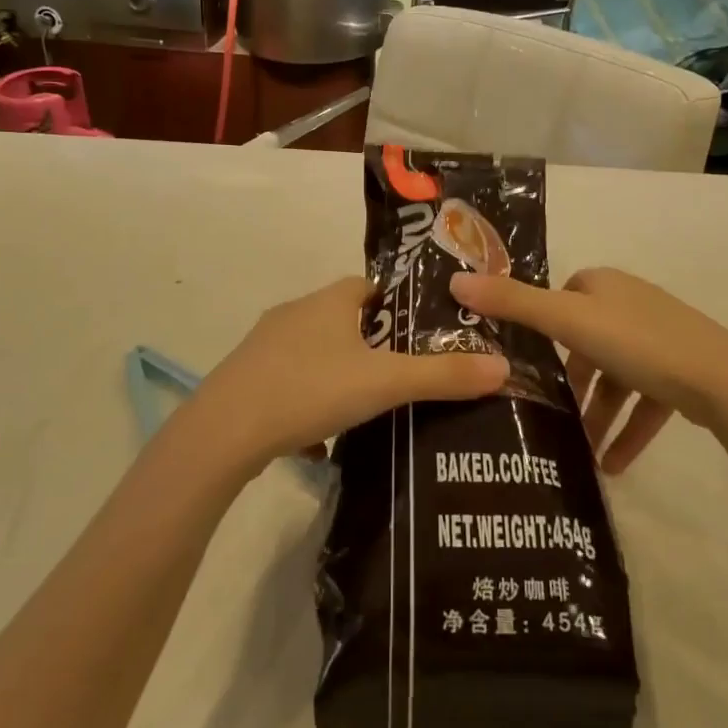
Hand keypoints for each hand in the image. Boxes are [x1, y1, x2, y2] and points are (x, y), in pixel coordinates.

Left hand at [196, 277, 508, 469]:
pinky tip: (320, 440)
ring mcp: (265, 345)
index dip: (396, 306)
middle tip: (400, 376)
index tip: (418, 335)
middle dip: (371, 344)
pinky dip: (308, 402)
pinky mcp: (246, 378)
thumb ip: (442, 376)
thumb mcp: (384, 383)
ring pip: (314, 352)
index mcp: (329, 301)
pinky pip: (289, 382)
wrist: (224, 431)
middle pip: (342, 319)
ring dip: (338, 374)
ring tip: (366, 409)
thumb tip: (503, 367)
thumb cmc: (310, 389)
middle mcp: (295, 312)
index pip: (369, 287)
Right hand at [450, 267, 727, 473]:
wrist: (724, 382)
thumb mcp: (567, 322)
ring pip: (616, 377)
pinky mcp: (682, 373)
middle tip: (549, 414)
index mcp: (604, 286)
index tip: (525, 365)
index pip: (561, 299)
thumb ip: (512, 303)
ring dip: (598, 414)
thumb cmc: (637, 343)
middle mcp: (630, 304)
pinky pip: (645, 402)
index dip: (542, 328)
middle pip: (586, 342)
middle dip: (570, 382)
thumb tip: (455, 279)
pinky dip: (628, 430)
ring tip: (580, 450)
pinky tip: (613, 465)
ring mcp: (659, 339)